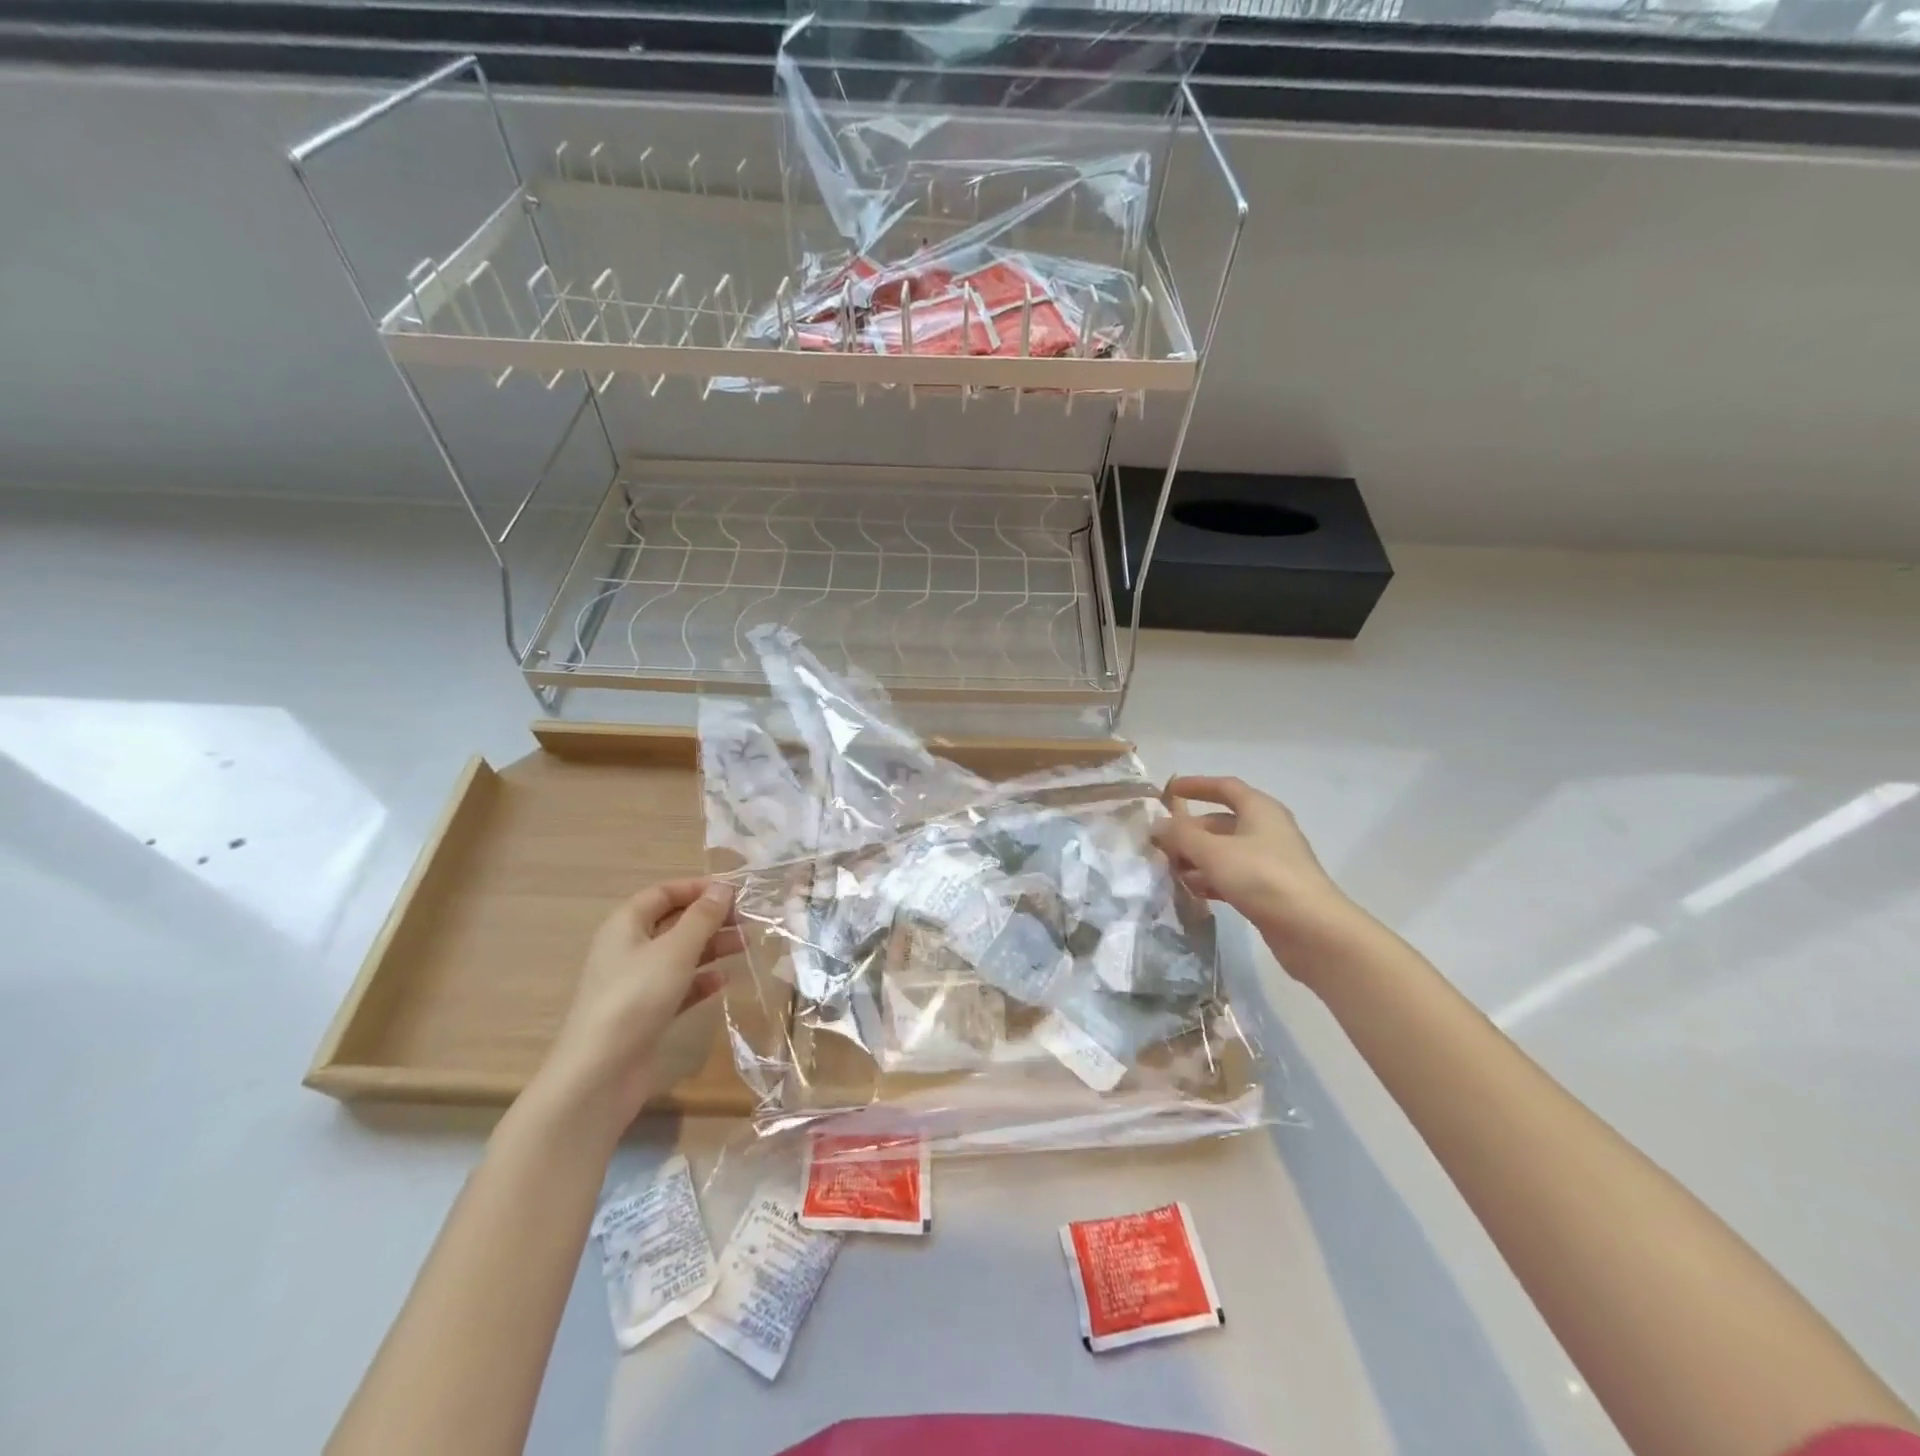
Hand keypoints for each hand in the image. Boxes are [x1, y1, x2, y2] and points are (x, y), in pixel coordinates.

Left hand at [533, 878, 740, 1130]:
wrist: (599, 1075)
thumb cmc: (636, 998)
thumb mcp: (675, 950)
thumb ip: (702, 917)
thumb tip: (724, 888)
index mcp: (626, 925)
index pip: (663, 893)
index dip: (698, 888)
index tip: (735, 892)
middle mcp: (628, 949)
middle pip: (673, 922)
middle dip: (710, 918)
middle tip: (747, 921)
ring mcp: (635, 983)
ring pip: (679, 954)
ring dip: (711, 947)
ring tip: (745, 946)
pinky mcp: (645, 1013)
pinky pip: (678, 986)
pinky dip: (700, 980)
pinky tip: (723, 982)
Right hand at [1152, 775, 1367, 972]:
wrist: (1312, 930)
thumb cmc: (1262, 877)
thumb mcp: (1214, 852)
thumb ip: (1181, 836)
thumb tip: (1156, 825)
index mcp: (1259, 809)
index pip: (1224, 787)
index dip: (1196, 785)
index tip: (1169, 792)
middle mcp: (1266, 830)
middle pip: (1220, 822)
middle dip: (1189, 831)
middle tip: (1160, 843)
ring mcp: (1269, 861)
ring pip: (1224, 852)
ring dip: (1197, 858)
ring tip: (1169, 870)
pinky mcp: (1269, 890)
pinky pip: (1232, 876)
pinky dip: (1211, 879)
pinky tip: (1191, 891)